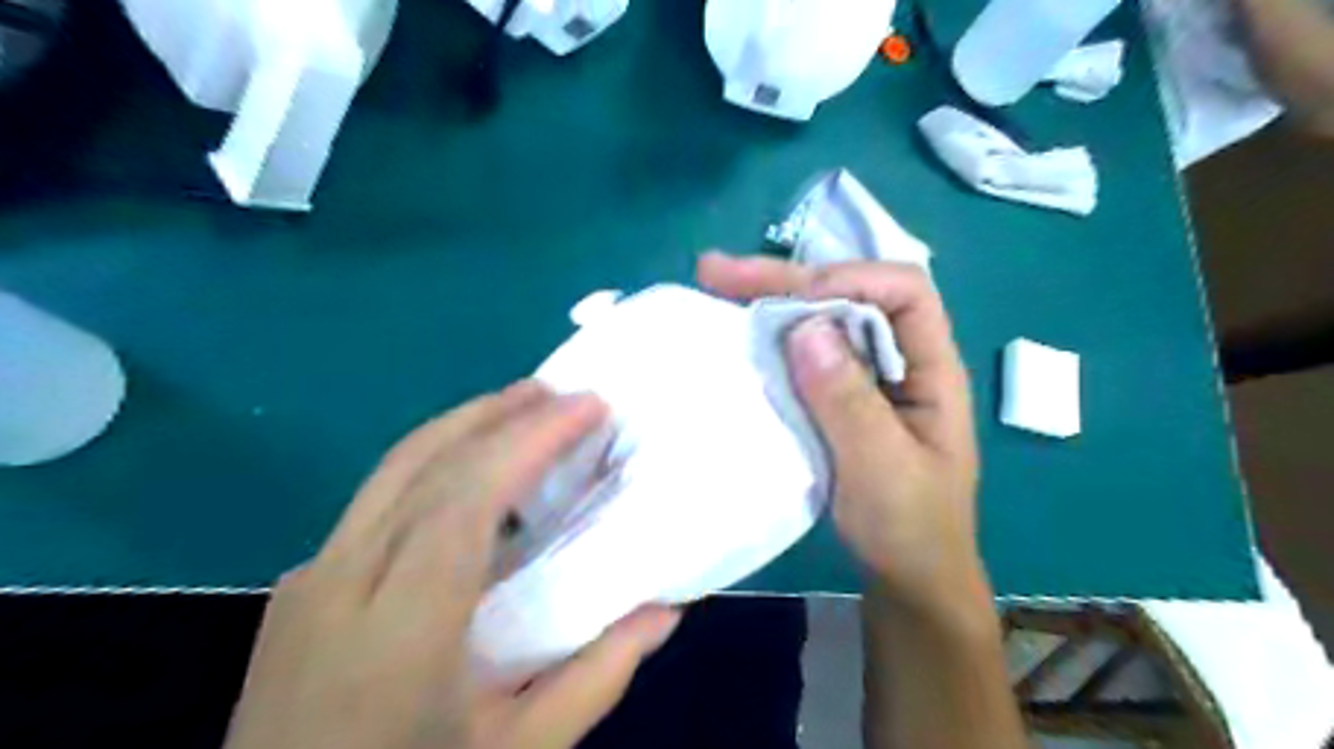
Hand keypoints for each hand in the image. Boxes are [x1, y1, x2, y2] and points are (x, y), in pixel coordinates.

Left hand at [226, 384, 677, 748]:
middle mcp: (342, 580)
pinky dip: (434, 461)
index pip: (467, 496)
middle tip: (560, 393)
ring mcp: (310, 577)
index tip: (587, 407)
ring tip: (521, 409)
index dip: (530, 439)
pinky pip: (377, 498)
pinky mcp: (301, 584)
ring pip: (392, 469)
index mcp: (399, 625)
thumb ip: (595, 678)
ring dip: (463, 426)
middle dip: (499, 414)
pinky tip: (470, 472)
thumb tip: (665, 611)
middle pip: (423, 462)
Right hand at [698, 254, 989, 615]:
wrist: (908, 578)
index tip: (793, 303)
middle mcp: (898, 360)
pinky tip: (736, 335)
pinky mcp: (838, 399)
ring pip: (823, 322)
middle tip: (716, 273)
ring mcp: (866, 379)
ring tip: (714, 287)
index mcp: (930, 368)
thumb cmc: (909, 528)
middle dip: (788, 280)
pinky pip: (805, 356)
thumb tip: (805, 326)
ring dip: (771, 302)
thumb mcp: (881, 468)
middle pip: (851, 295)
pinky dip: (770, 341)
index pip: (903, 291)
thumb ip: (848, 400)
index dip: (849, 281)